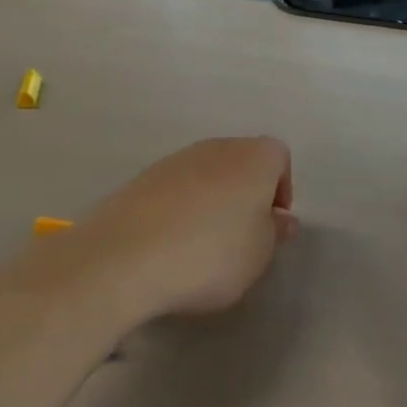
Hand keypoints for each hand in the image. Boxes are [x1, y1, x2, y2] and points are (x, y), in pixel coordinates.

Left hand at [66, 138, 296, 319]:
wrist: (125, 258)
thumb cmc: (211, 254)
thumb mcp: (259, 255)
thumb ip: (274, 232)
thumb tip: (280, 218)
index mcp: (252, 158)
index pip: (278, 157)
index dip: (281, 190)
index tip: (271, 226)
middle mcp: (214, 148)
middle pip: (240, 162)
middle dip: (245, 195)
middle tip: (241, 238)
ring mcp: (173, 161)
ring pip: (205, 176)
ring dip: (210, 202)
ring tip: (201, 247)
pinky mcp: (140, 180)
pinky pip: (173, 191)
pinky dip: (178, 211)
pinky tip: (169, 246)